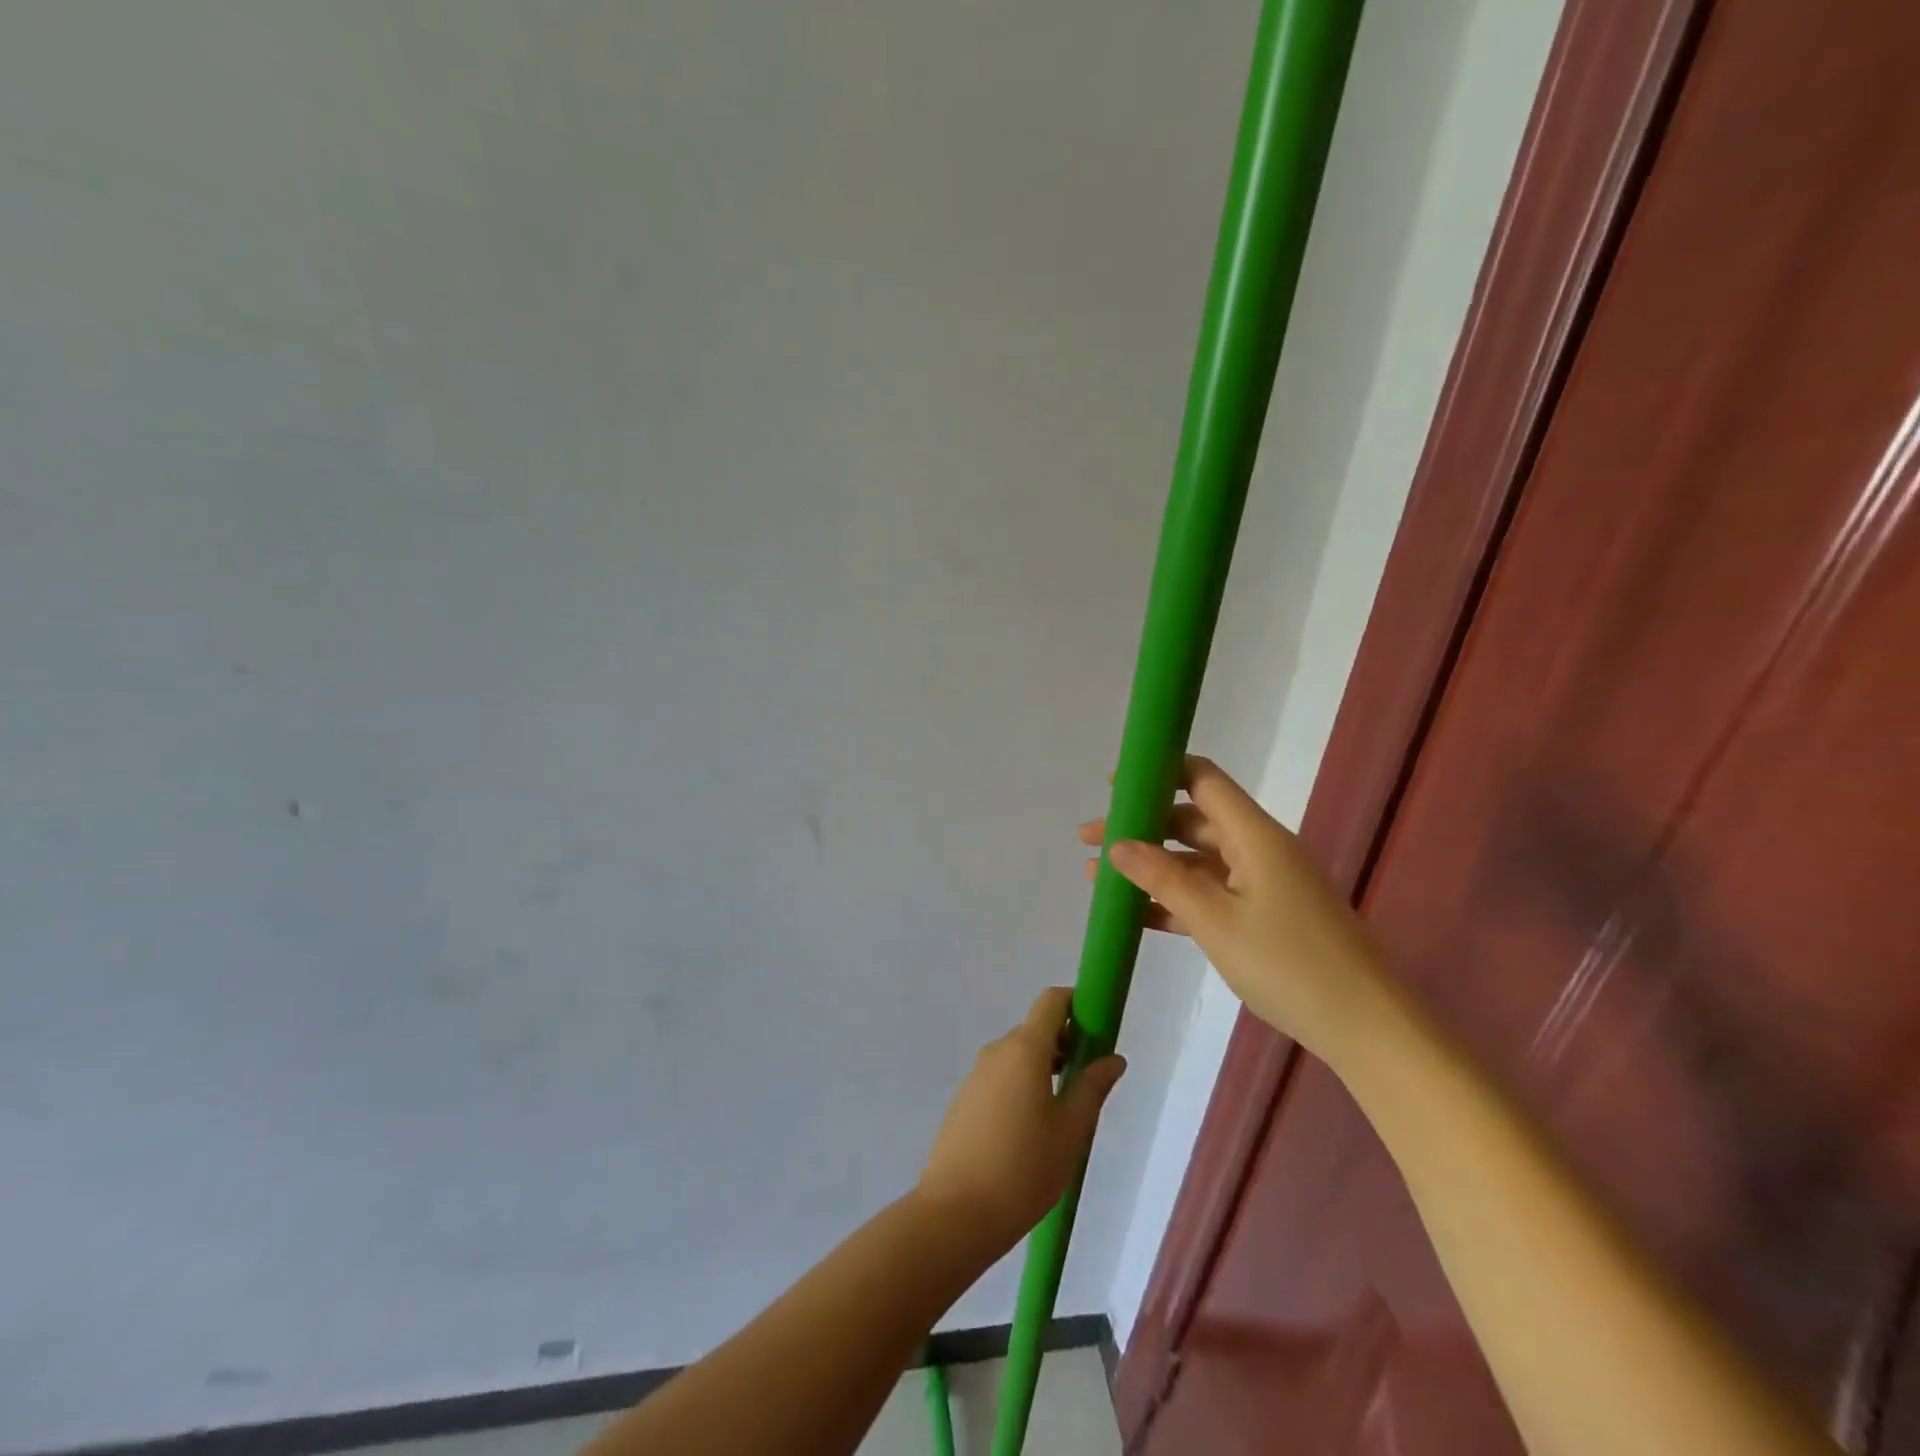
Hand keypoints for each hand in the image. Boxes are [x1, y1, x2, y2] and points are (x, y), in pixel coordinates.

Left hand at [917, 987, 1125, 1252]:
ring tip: (1063, 1113)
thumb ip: (1093, 1087)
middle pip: (1036, 1029)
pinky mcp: (964, 1098)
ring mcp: (976, 1074)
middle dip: (1065, 1044)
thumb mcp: (1071, 1131)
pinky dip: (1021, 1085)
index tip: (1097, 1029)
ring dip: (1043, 1068)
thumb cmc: (1024, 1169)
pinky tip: (1030, 1130)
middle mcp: (997, 1051)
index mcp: (1025, 1049)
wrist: (956, 1213)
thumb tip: (1113, 1058)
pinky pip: (1000, 1077)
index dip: (1077, 1005)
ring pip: (1017, 1056)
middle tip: (1088, 1082)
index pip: (1051, 1001)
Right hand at [1078, 754, 1390, 1065]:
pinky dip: (1174, 898)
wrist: (1364, 1026)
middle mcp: (1258, 849)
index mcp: (1254, 835)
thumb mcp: (1214, 920)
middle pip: (1190, 821)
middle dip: (1139, 827)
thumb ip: (1163, 879)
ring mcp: (1263, 884)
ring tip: (1098, 876)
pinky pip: (1210, 894)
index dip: (1158, 772)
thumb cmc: (1288, 963)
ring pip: (1196, 860)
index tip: (1115, 784)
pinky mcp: (1264, 915)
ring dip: (1150, 866)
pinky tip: (1135, 913)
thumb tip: (1118, 845)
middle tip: (1089, 839)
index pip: (1202, 780)